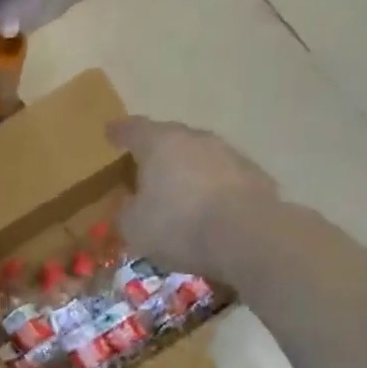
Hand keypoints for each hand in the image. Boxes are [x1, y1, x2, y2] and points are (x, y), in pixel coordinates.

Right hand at [106, 116, 279, 280]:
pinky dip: (212, 189)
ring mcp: (230, 155)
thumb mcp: (134, 227)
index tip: (110, 132)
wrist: (247, 238)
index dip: (120, 132)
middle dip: (157, 151)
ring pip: (200, 157)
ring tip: (179, 191)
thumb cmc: (178, 226)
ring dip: (188, 170)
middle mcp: (196, 139)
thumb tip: (129, 203)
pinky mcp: (255, 177)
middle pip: (171, 139)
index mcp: (160, 143)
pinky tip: (208, 209)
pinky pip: (223, 178)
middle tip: (145, 166)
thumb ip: (125, 210)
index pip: (134, 129)